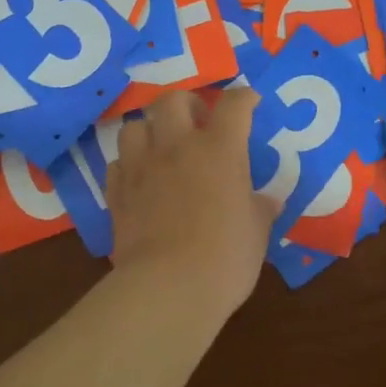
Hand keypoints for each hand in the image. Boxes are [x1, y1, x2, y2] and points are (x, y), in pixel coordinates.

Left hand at [106, 88, 278, 319]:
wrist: (168, 288)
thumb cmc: (225, 258)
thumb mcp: (256, 233)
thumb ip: (260, 209)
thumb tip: (269, 201)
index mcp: (220, 149)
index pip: (234, 105)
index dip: (243, 98)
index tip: (249, 102)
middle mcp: (177, 147)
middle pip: (173, 100)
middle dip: (187, 103)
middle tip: (198, 122)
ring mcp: (141, 167)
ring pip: (135, 125)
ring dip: (150, 130)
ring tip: (161, 148)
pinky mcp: (117, 193)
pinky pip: (117, 163)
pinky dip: (128, 165)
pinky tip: (139, 179)